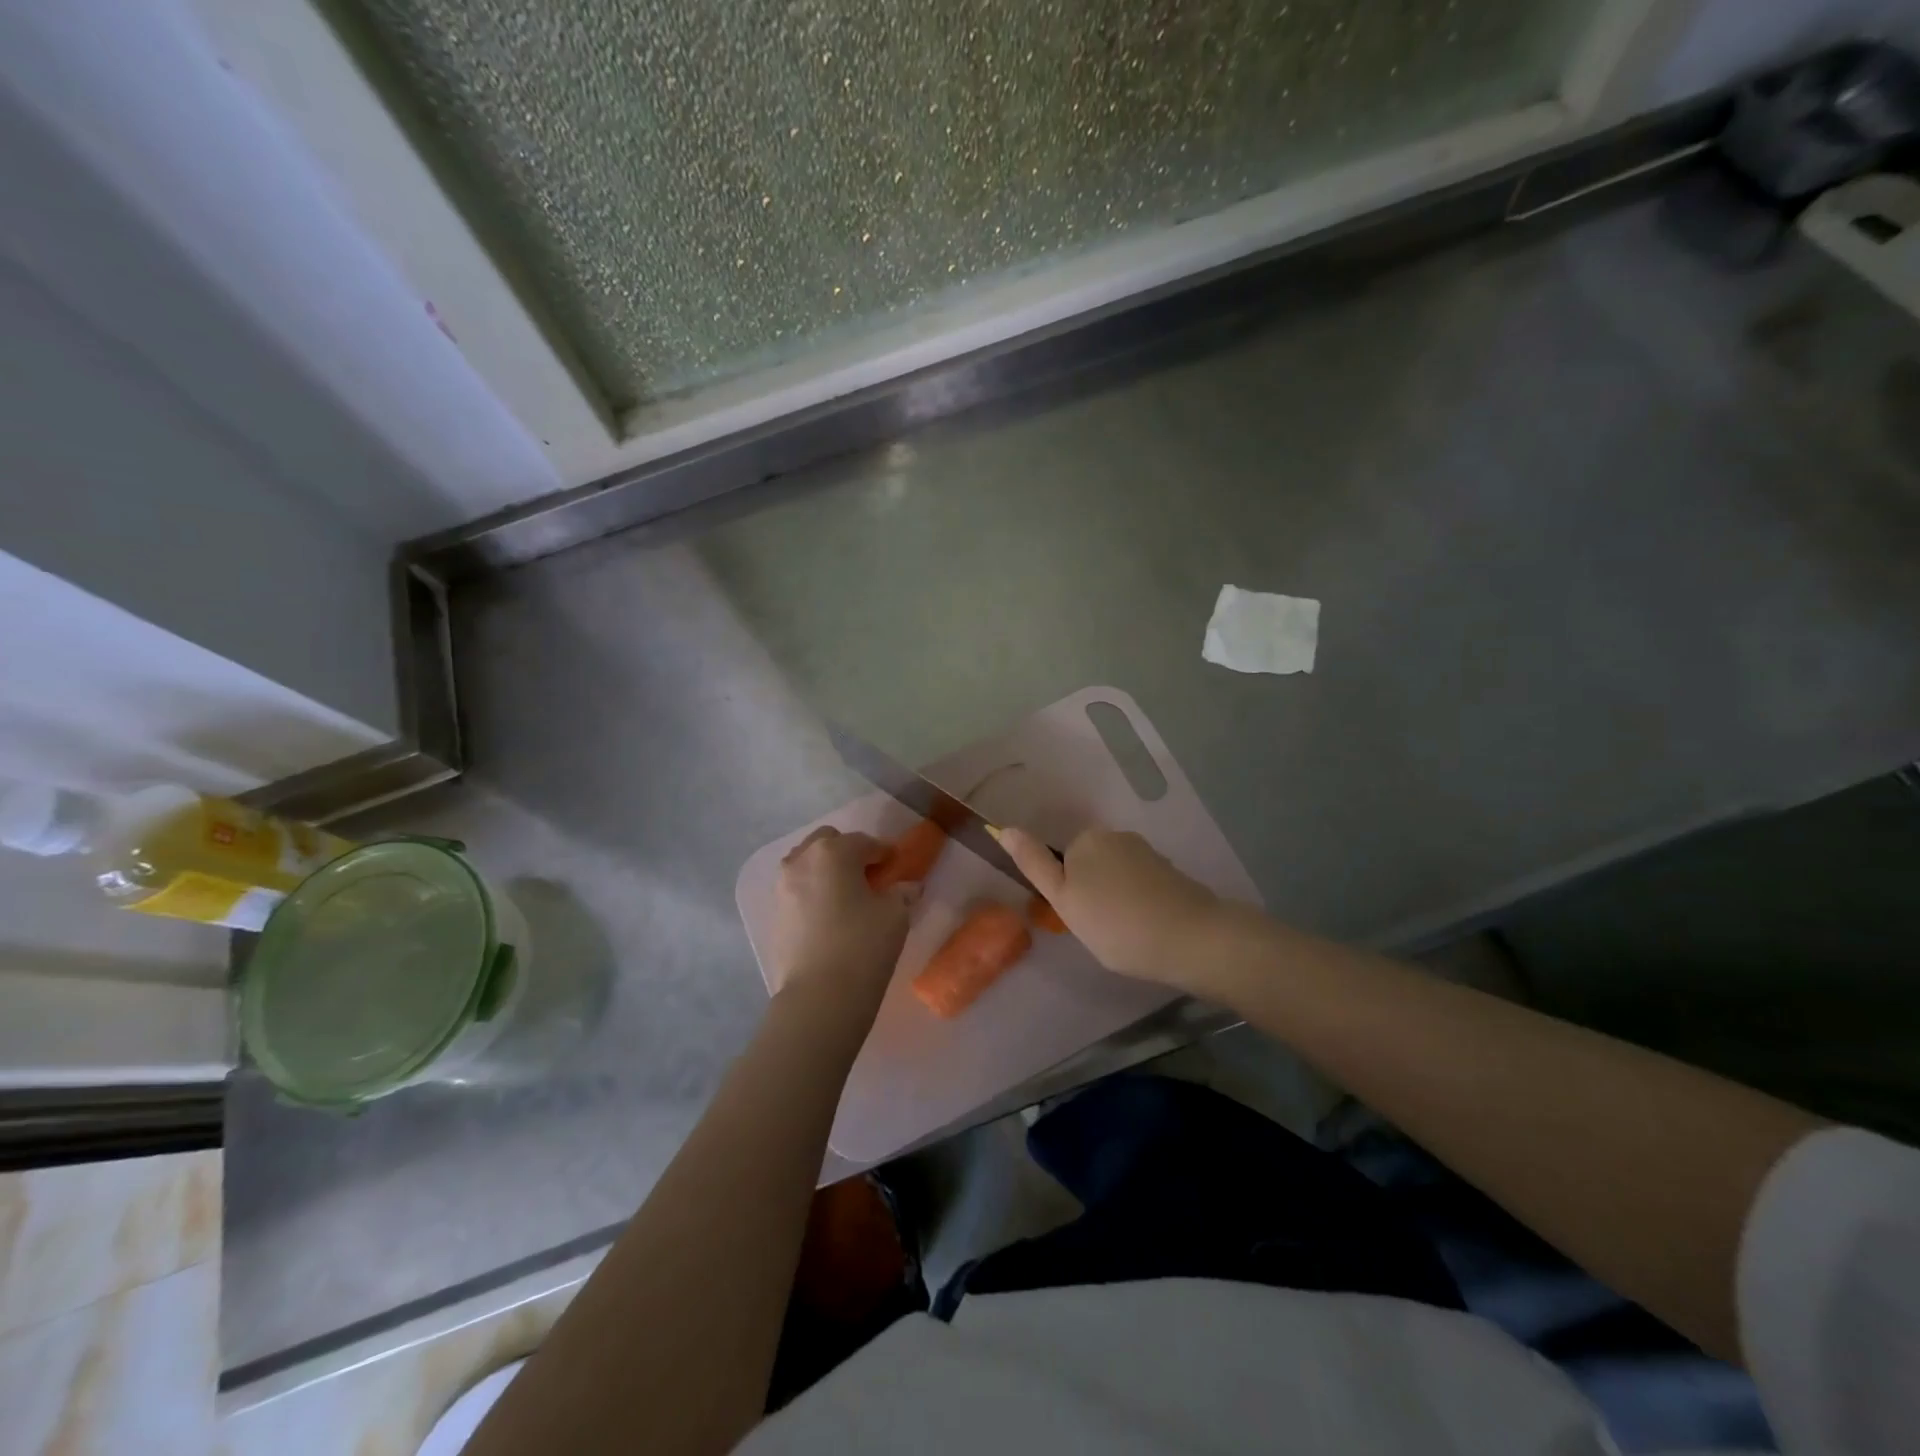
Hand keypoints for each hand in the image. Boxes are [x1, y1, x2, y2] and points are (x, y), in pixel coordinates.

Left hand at [768, 828, 914, 1016]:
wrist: (819, 997)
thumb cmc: (863, 945)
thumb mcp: (895, 916)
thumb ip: (901, 893)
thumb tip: (907, 887)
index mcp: (833, 852)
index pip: (864, 842)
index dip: (884, 853)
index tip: (896, 866)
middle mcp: (802, 861)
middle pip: (827, 842)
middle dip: (848, 853)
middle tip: (868, 877)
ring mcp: (782, 887)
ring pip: (806, 863)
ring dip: (826, 870)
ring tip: (846, 895)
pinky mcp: (774, 914)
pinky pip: (797, 890)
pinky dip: (813, 892)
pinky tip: (829, 915)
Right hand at [1001, 826, 1222, 989]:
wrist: (1190, 938)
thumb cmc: (1115, 924)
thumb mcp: (1063, 899)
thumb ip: (1034, 864)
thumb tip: (1004, 828)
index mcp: (1087, 839)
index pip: (1063, 862)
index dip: (1068, 893)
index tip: (1082, 919)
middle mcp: (1117, 836)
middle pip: (1090, 866)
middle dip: (1092, 893)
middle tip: (1101, 930)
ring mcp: (1148, 853)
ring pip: (1117, 877)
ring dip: (1117, 900)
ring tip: (1127, 934)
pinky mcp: (1171, 872)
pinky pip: (1142, 886)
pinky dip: (1140, 904)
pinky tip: (1148, 928)